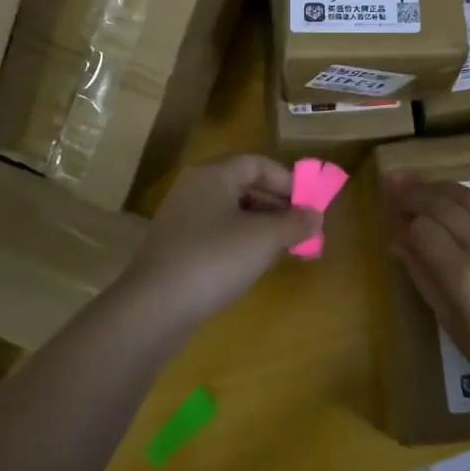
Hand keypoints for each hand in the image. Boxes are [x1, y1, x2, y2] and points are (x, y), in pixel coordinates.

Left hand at [127, 155, 319, 327]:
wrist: (154, 308)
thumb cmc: (215, 259)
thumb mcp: (265, 239)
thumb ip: (295, 223)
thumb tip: (315, 215)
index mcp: (213, 175)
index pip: (257, 163)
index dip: (287, 180)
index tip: (308, 204)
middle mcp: (194, 189)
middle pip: (243, 186)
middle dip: (276, 205)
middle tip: (301, 228)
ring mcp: (180, 219)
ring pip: (230, 212)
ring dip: (260, 226)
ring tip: (283, 248)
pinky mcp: (174, 248)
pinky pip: (215, 234)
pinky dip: (239, 242)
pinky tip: (252, 264)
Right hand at [382, 175, 469, 395]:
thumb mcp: (450, 323)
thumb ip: (423, 275)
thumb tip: (397, 240)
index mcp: (464, 276)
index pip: (423, 228)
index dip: (403, 217)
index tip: (390, 211)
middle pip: (445, 204)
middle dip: (417, 191)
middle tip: (397, 181)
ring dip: (445, 188)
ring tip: (426, 185)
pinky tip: (466, 203)